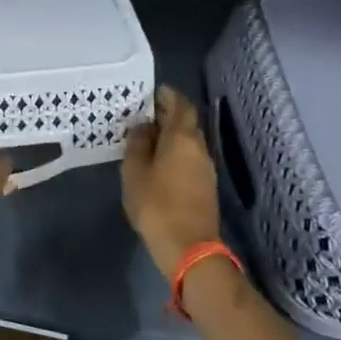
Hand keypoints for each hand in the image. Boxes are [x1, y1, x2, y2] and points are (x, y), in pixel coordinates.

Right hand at [122, 86, 222, 277]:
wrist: (189, 247)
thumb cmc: (156, 205)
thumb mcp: (135, 172)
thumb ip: (137, 144)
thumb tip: (142, 126)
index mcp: (183, 138)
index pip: (180, 105)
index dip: (167, 96)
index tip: (151, 92)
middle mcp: (199, 148)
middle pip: (186, 123)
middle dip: (166, 115)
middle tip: (142, 114)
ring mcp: (205, 168)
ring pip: (188, 141)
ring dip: (169, 135)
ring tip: (145, 137)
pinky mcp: (205, 186)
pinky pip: (188, 158)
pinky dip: (174, 152)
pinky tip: (157, 161)